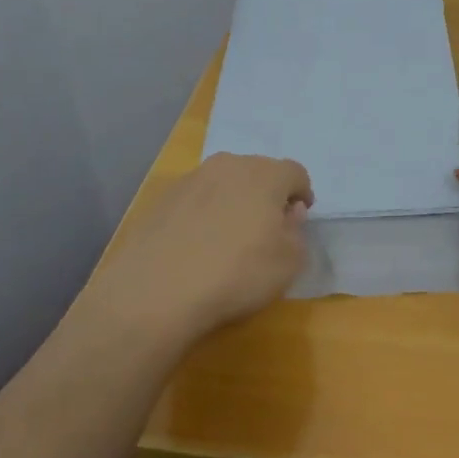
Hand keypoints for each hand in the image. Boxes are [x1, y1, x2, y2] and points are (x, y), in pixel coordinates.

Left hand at [84, 152, 313, 350]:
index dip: (302, 194)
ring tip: (229, 237)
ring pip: (224, 183)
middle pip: (258, 172)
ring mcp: (191, 179)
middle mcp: (229, 165)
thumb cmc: (237, 274)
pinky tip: (197, 246)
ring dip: (233, 201)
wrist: (156, 292)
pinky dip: (203, 214)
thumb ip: (297, 233)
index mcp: (265, 174)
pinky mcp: (162, 199)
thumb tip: (289, 214)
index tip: (298, 218)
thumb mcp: (288, 264)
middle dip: (267, 194)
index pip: (295, 173)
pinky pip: (195, 200)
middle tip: (266, 227)